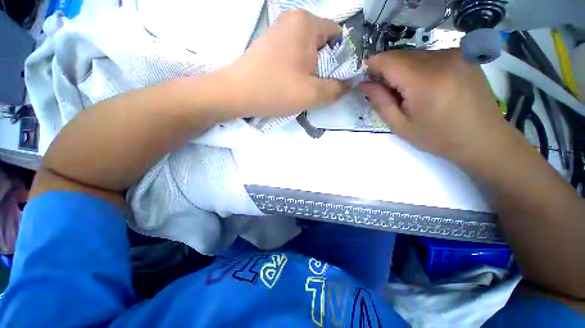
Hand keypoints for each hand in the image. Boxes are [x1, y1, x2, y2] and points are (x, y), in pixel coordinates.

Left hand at [217, 10, 349, 117]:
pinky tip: (290, 85)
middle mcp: (292, 20)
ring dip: (311, 73)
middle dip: (325, 69)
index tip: (334, 82)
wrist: (236, 94)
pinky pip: (294, 57)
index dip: (342, 61)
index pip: (339, 38)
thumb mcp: (313, 94)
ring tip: (302, 89)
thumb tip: (350, 83)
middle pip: (322, 46)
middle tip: (317, 89)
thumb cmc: (275, 90)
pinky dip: (298, 71)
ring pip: (308, 53)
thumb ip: (337, 88)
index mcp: (306, 23)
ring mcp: (279, 32)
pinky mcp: (270, 46)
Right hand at [360, 49, 504, 160]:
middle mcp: (442, 58)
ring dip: (403, 71)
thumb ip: (380, 102)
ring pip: (414, 55)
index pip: (387, 60)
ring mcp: (456, 54)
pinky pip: (430, 56)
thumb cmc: (438, 137)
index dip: (372, 67)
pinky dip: (419, 69)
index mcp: (424, 79)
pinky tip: (426, 87)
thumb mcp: (400, 125)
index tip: (366, 80)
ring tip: (409, 94)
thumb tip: (365, 84)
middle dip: (386, 71)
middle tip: (388, 94)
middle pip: (400, 55)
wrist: (483, 139)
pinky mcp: (464, 56)